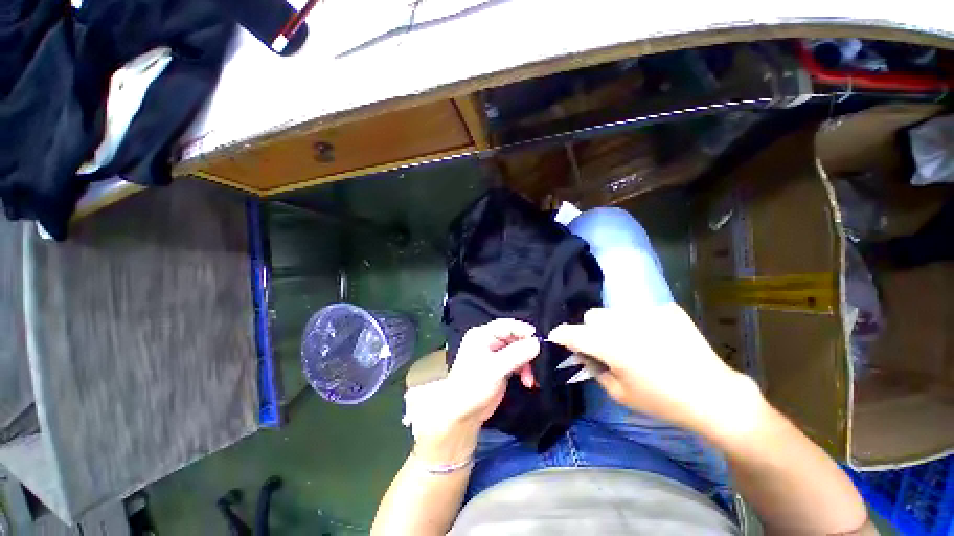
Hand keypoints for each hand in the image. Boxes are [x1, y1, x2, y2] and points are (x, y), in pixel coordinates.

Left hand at [403, 319, 539, 463]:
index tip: (538, 341)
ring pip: (518, 350)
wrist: (462, 414)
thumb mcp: (495, 368)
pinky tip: (528, 381)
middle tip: (537, 362)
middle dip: (527, 350)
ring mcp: (494, 354)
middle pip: (514, 337)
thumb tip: (537, 343)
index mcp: (482, 335)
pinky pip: (517, 361)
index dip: (523, 331)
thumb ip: (517, 354)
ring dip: (527, 363)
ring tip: (530, 379)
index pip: (507, 325)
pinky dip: (524, 370)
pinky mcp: (500, 366)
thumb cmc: (473, 386)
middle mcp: (488, 341)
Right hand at [548, 303, 761, 440]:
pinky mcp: (668, 309)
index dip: (561, 334)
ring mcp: (648, 312)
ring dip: (615, 325)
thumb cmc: (662, 400)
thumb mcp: (620, 393)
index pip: (574, 332)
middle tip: (605, 346)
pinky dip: (641, 324)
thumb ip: (595, 369)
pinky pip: (641, 312)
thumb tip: (583, 353)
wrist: (713, 395)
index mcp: (612, 346)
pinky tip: (657, 339)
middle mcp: (625, 323)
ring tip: (633, 343)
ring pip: (615, 311)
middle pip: (593, 315)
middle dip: (591, 329)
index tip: (556, 337)